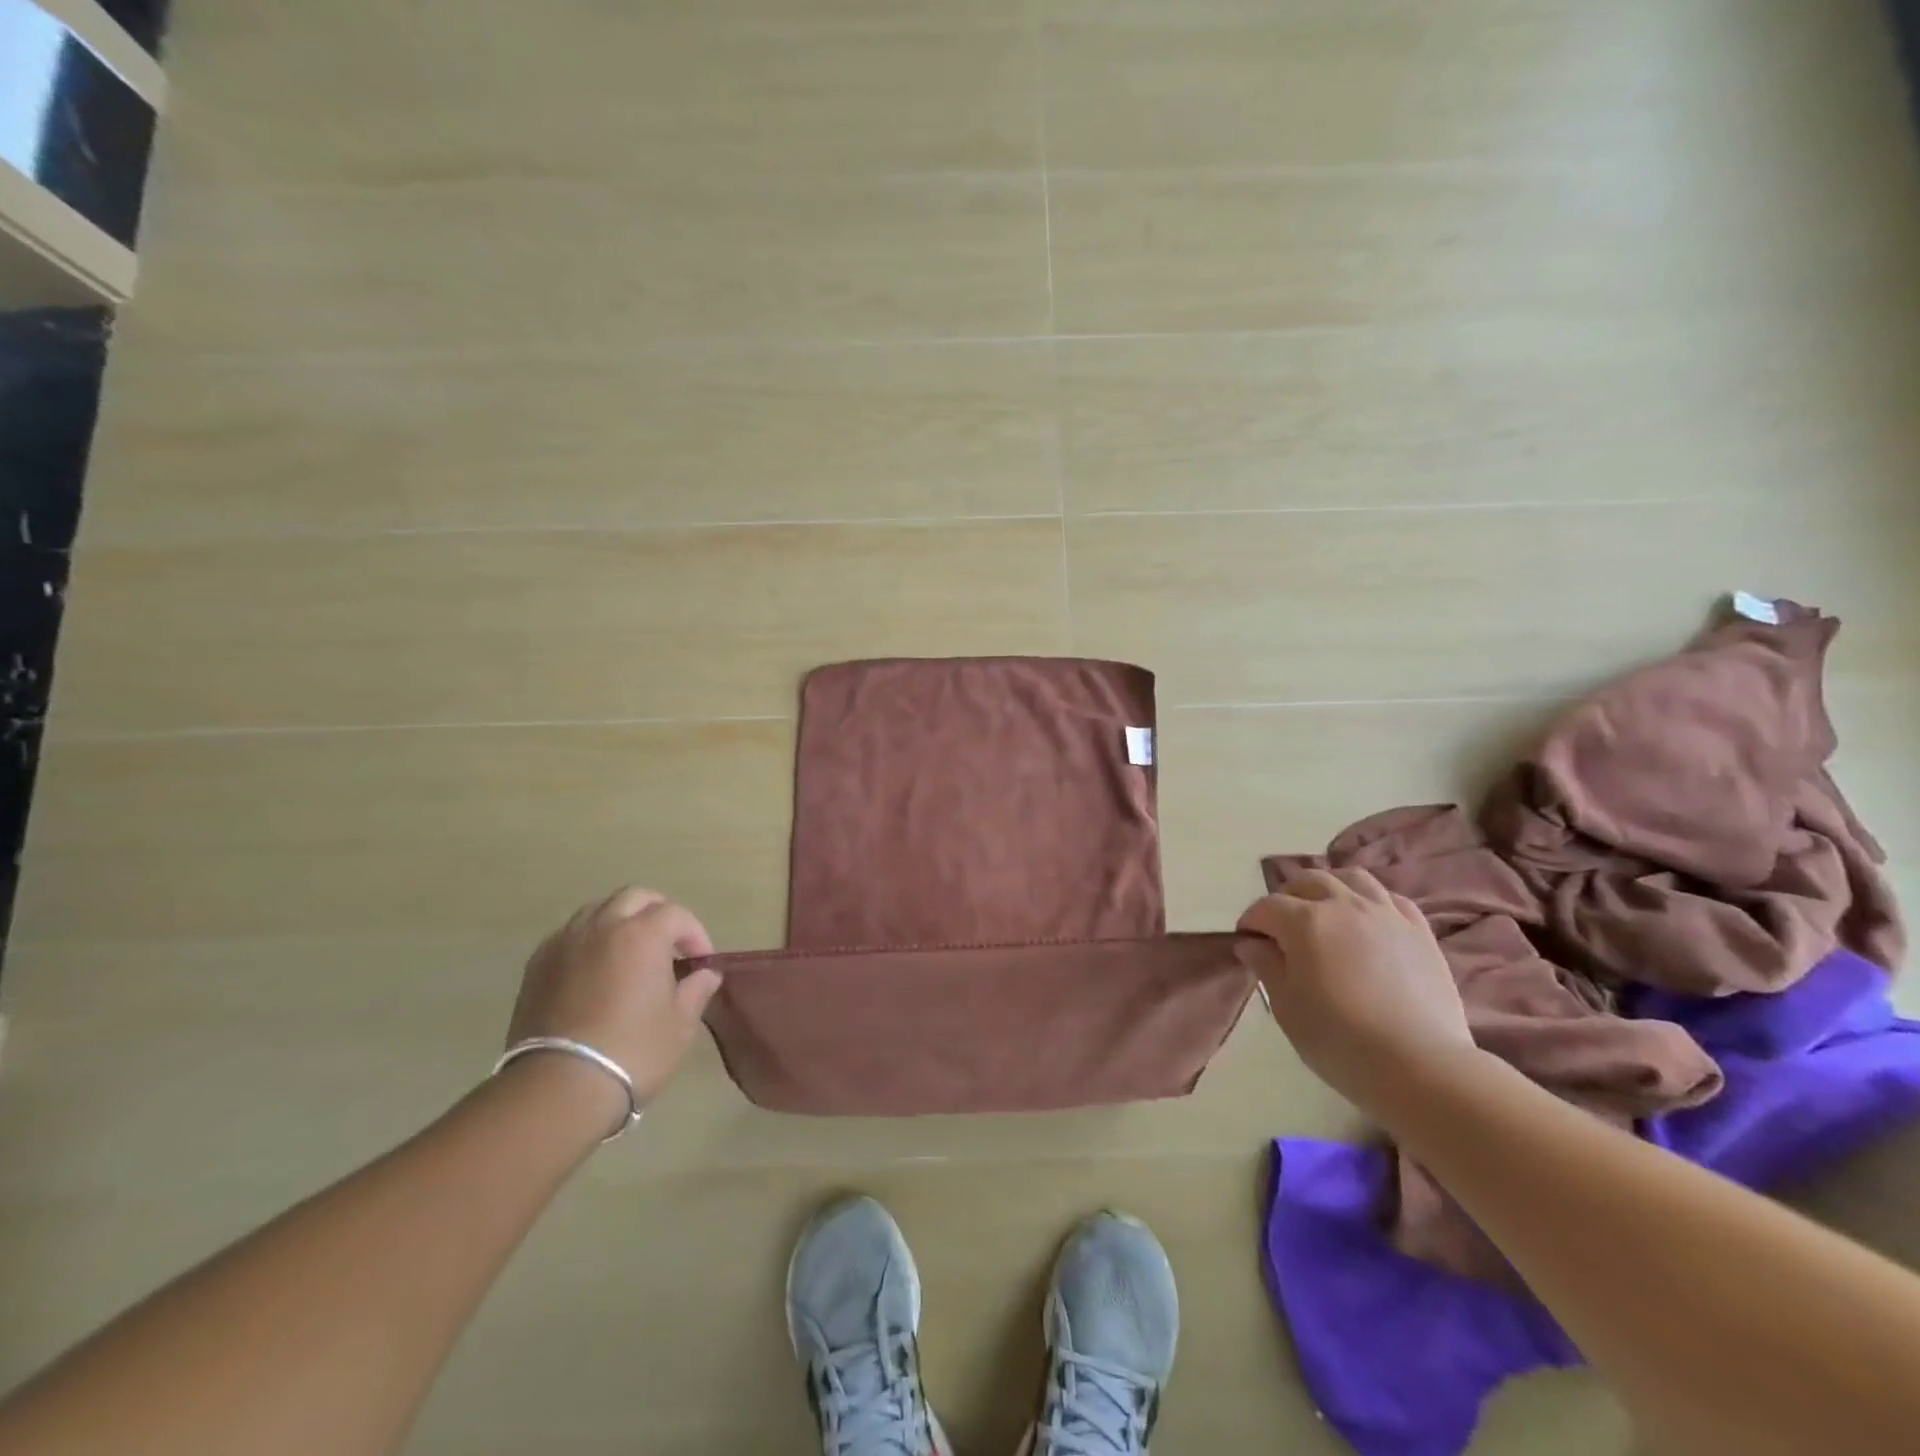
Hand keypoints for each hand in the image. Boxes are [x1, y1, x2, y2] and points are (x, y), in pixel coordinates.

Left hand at [506, 888, 722, 1119]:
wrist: (558, 1088)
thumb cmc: (633, 1051)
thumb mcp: (681, 1023)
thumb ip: (697, 989)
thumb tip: (706, 973)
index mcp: (642, 933)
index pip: (677, 914)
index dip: (695, 934)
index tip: (701, 963)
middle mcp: (603, 926)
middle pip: (635, 898)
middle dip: (658, 913)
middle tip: (669, 946)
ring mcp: (565, 943)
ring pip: (598, 910)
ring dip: (620, 922)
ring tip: (630, 954)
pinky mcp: (537, 966)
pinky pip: (569, 935)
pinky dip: (589, 941)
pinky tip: (596, 971)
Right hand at [1237, 868, 1475, 1106]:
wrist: (1420, 1066)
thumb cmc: (1339, 1039)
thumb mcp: (1286, 1006)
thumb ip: (1266, 966)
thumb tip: (1250, 943)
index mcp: (1305, 921)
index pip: (1266, 907)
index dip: (1251, 922)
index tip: (1247, 943)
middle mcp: (1344, 905)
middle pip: (1308, 881)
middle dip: (1287, 898)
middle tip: (1282, 927)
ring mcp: (1386, 914)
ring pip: (1352, 878)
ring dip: (1330, 888)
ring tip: (1326, 911)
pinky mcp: (1419, 931)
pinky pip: (1391, 898)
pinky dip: (1372, 901)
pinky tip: (1369, 921)